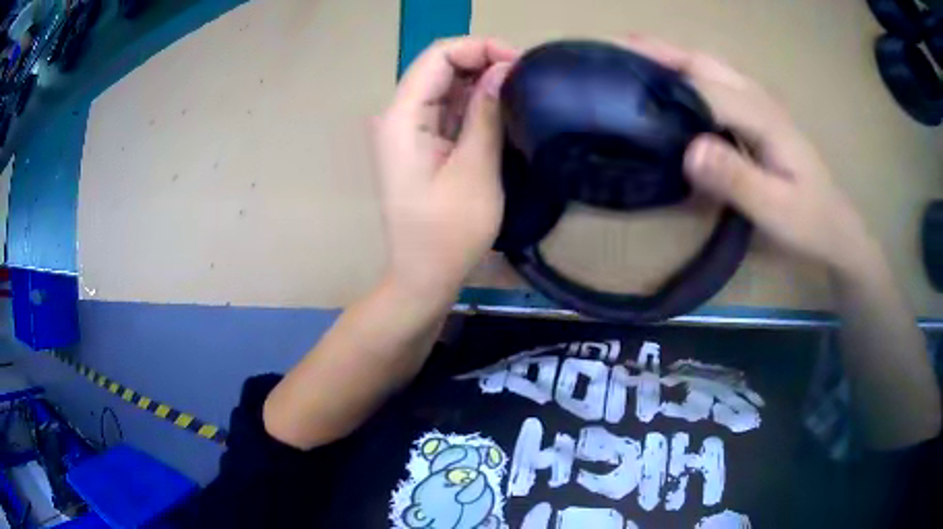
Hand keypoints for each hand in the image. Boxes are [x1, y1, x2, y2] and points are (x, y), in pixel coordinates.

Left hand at [371, 38, 518, 301]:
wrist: (423, 277)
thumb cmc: (448, 233)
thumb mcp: (475, 169)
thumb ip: (486, 113)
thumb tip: (503, 69)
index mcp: (401, 117)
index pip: (438, 56)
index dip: (479, 48)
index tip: (519, 64)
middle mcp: (398, 116)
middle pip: (440, 67)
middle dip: (483, 62)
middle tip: (526, 77)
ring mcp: (408, 130)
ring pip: (445, 86)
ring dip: (481, 82)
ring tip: (520, 90)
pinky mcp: (420, 144)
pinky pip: (447, 109)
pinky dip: (474, 104)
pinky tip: (502, 108)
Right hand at [621, 36, 880, 277]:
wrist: (836, 228)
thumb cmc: (809, 222)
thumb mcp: (776, 210)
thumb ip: (737, 180)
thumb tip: (689, 151)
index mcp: (764, 116)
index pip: (705, 89)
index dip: (663, 84)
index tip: (618, 84)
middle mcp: (759, 99)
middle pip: (704, 63)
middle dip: (659, 52)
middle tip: (614, 53)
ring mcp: (759, 105)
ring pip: (710, 68)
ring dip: (670, 59)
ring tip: (631, 61)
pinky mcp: (757, 117)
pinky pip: (717, 85)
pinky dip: (687, 76)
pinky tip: (671, 87)